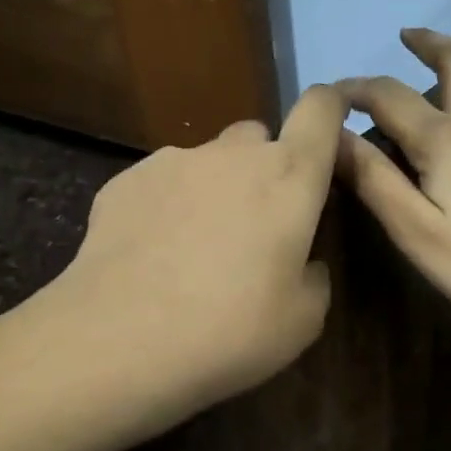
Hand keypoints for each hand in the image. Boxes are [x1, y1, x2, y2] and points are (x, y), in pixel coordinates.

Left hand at [56, 84, 345, 424]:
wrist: (120, 340)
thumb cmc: (231, 329)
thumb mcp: (303, 320)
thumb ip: (315, 275)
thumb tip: (303, 262)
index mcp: (289, 176)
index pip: (320, 109)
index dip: (330, 109)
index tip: (328, 135)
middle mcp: (232, 153)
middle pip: (259, 136)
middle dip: (264, 168)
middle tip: (255, 225)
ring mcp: (173, 161)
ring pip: (208, 160)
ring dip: (214, 188)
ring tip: (194, 249)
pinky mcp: (125, 180)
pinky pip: (162, 182)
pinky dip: (167, 206)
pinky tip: (152, 255)